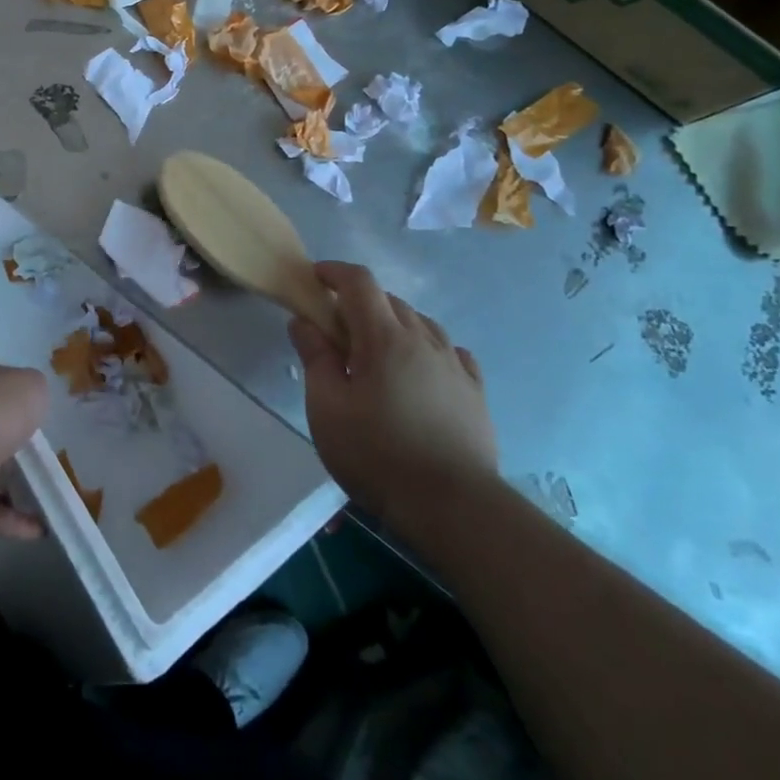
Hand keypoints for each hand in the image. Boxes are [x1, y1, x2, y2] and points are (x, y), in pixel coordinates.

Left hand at [0, 362, 49, 539]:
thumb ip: (34, 391)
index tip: (35, 410)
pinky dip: (14, 521)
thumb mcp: (30, 384)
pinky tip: (42, 527)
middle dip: (10, 442)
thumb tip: (32, 399)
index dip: (11, 396)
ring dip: (13, 486)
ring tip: (49, 493)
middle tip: (45, 452)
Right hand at [290, 263, 497, 535]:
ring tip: (377, 353)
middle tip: (336, 331)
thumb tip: (304, 322)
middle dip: (359, 303)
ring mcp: (454, 364)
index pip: (359, 282)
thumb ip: (315, 358)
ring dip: (394, 324)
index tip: (314, 279)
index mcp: (384, 337)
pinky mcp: (475, 391)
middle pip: (389, 300)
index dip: (334, 272)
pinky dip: (427, 348)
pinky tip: (421, 369)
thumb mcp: (327, 408)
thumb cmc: (377, 454)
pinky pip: (449, 351)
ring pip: (421, 323)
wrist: (453, 506)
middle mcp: (423, 339)